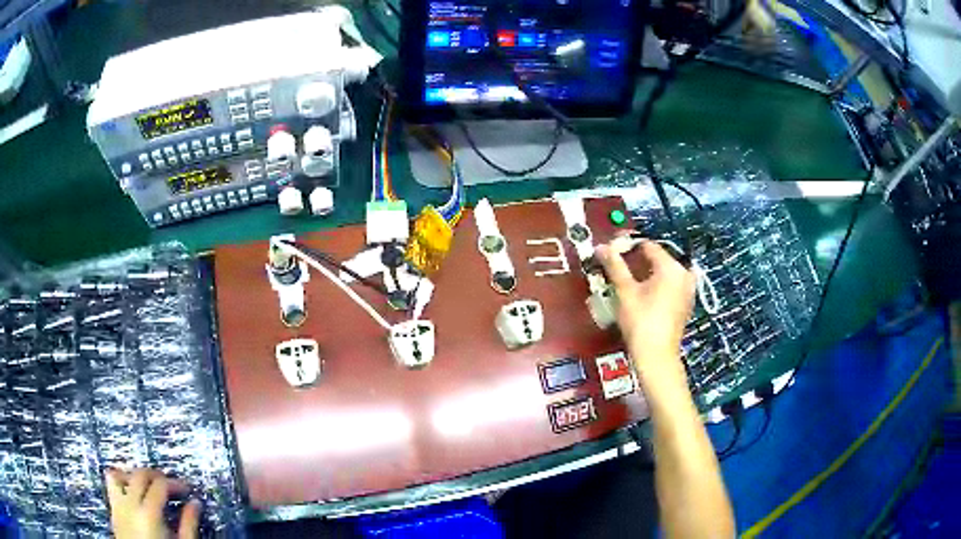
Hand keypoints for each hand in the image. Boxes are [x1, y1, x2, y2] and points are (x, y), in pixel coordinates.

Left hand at [105, 468, 200, 538]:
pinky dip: (121, 485)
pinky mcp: (113, 513)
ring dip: (132, 475)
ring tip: (145, 485)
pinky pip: (111, 488)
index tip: (185, 489)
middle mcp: (130, 505)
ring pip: (118, 475)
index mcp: (149, 513)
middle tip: (168, 483)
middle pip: (139, 474)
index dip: (174, 483)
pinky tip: (132, 497)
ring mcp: (118, 507)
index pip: (160, 484)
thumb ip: (188, 524)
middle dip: (155, 475)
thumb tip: (194, 504)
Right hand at [596, 238, 694, 376]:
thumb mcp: (625, 291)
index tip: (611, 252)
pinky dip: (656, 284)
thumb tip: (601, 246)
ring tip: (626, 280)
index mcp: (671, 267)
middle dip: (636, 260)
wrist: (656, 356)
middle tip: (616, 267)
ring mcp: (688, 289)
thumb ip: (614, 265)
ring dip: (645, 273)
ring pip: (663, 272)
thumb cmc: (641, 321)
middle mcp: (684, 273)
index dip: (628, 246)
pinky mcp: (686, 303)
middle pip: (657, 258)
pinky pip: (670, 285)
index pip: (647, 246)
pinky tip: (642, 294)